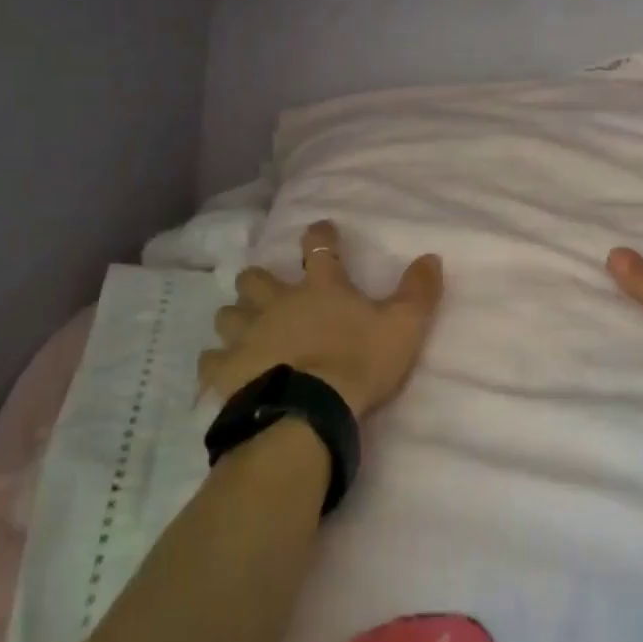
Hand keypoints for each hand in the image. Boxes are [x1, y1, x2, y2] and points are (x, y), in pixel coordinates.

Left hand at [201, 220, 443, 419]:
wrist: (310, 411)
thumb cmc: (358, 362)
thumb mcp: (403, 326)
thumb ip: (418, 291)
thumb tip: (432, 256)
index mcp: (320, 287)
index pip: (318, 247)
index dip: (320, 235)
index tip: (320, 230)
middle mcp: (277, 302)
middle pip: (254, 278)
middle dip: (258, 282)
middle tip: (267, 292)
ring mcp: (247, 334)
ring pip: (227, 314)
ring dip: (235, 318)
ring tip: (243, 330)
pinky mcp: (226, 370)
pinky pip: (210, 359)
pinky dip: (216, 361)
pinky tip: (222, 368)